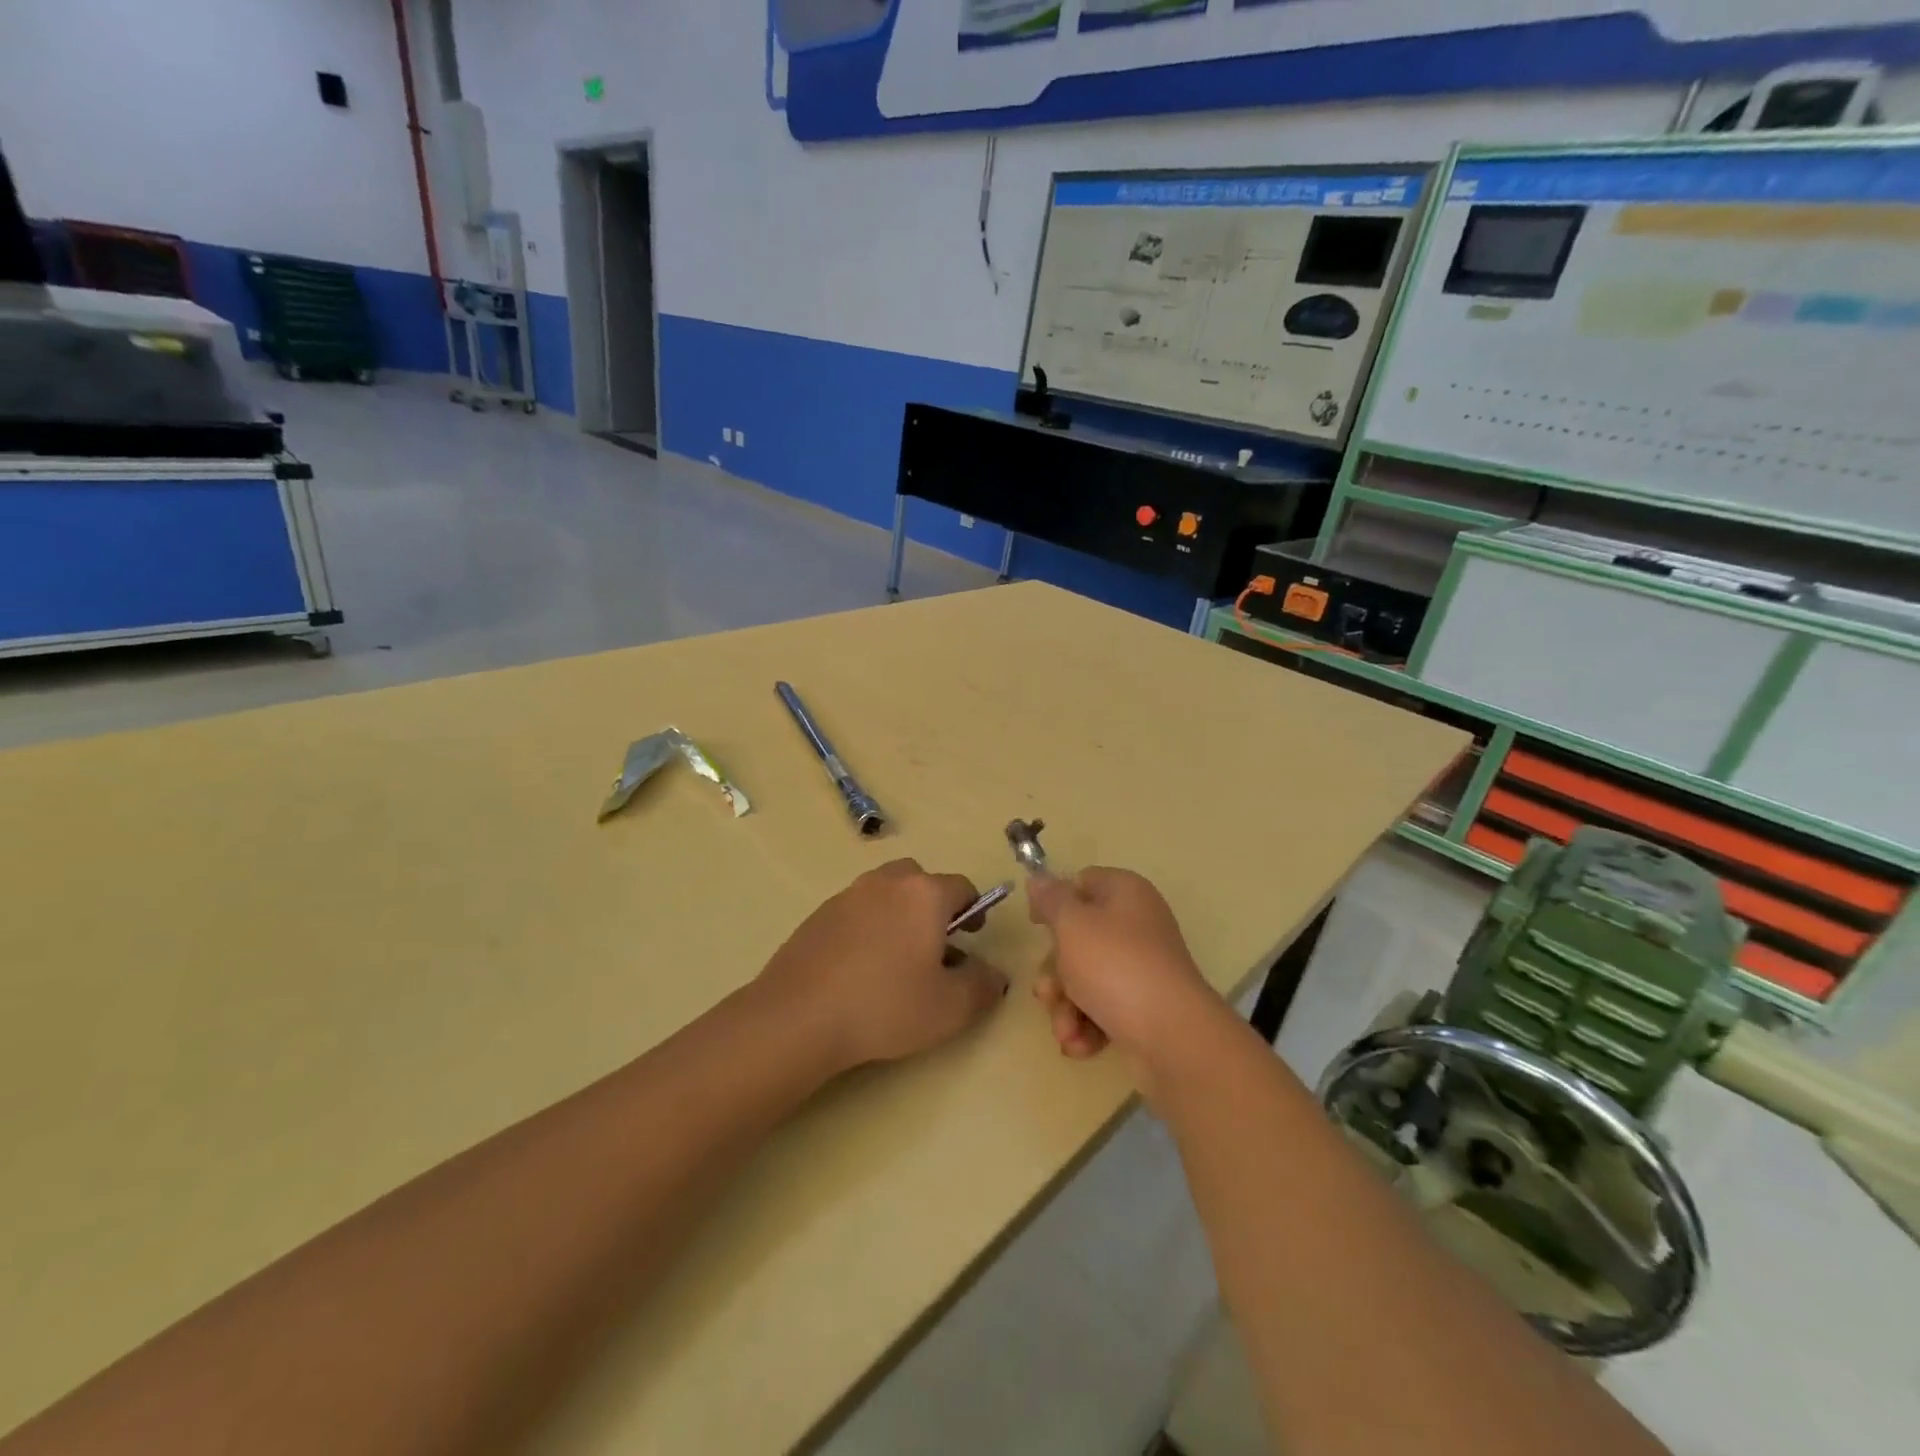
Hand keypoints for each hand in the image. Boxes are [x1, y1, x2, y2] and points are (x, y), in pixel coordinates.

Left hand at [756, 859, 1007, 1072]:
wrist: (798, 1016)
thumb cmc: (885, 1006)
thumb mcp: (950, 1008)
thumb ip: (982, 986)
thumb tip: (994, 974)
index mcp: (923, 894)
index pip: (962, 887)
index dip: (974, 911)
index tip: (971, 940)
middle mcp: (886, 882)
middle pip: (920, 880)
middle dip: (933, 906)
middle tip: (935, 946)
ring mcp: (847, 895)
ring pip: (885, 893)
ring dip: (899, 915)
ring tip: (897, 961)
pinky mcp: (818, 915)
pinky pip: (856, 911)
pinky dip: (867, 928)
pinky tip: (860, 969)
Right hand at [1028, 868, 1216, 1066]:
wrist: (1171, 1034)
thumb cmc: (1115, 966)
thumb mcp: (1072, 924)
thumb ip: (1051, 900)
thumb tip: (1039, 879)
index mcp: (1124, 893)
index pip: (1082, 883)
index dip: (1055, 901)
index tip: (1035, 925)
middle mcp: (1136, 925)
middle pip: (1078, 938)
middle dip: (1055, 973)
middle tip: (1047, 993)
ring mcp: (1141, 967)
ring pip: (1085, 978)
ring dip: (1066, 1006)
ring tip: (1066, 1030)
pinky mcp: (1143, 1005)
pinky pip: (1103, 1007)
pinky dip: (1087, 1025)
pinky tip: (1080, 1044)